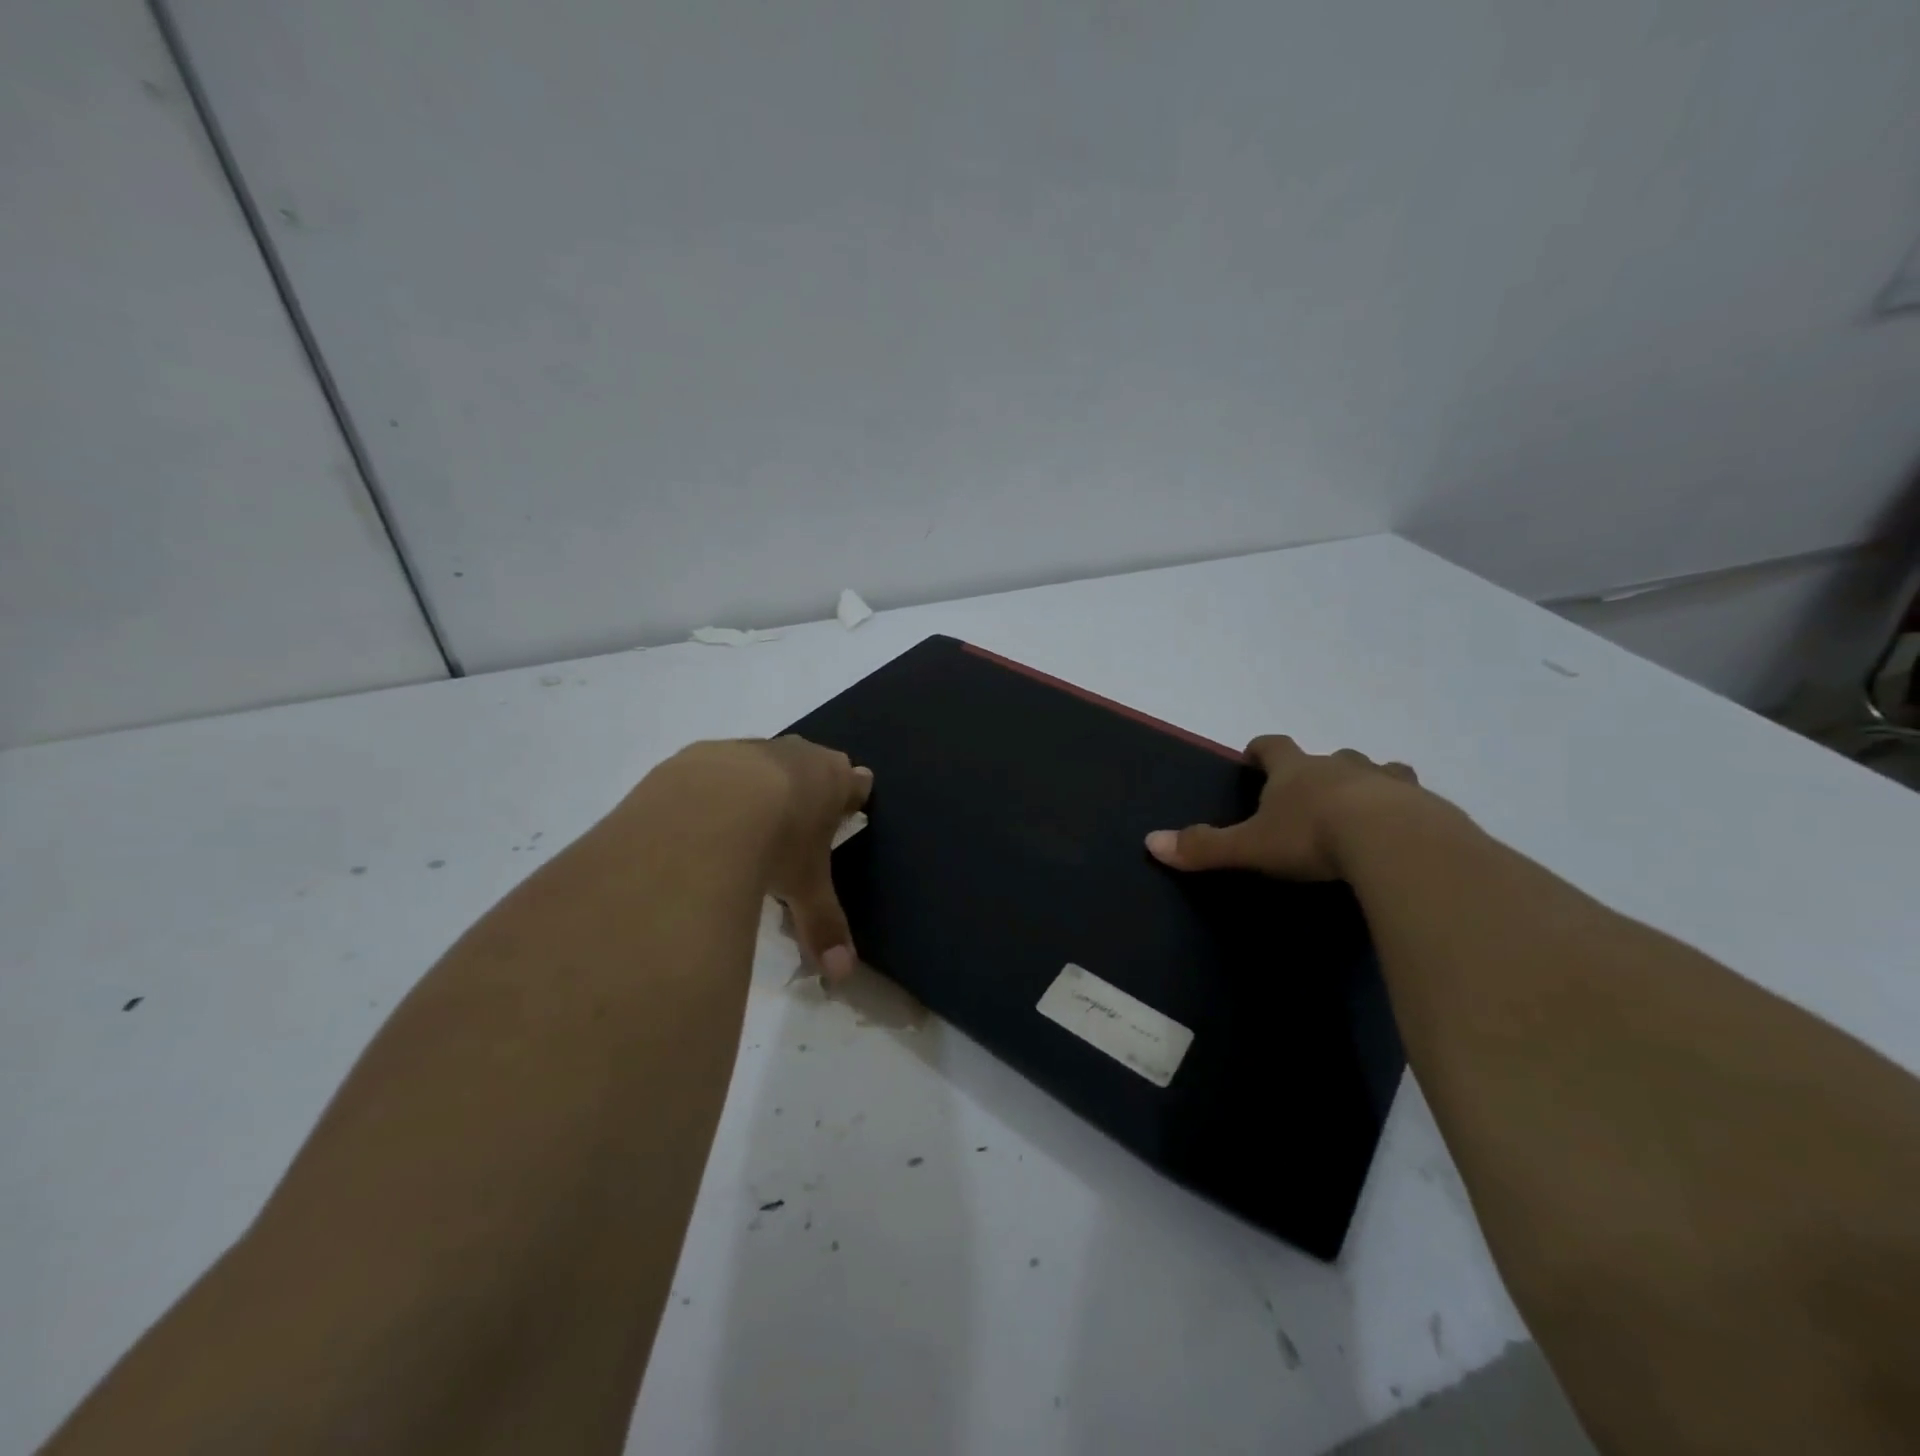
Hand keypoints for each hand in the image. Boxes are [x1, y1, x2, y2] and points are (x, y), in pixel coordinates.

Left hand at [672, 736, 871, 979]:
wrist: (703, 811)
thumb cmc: (776, 844)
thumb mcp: (805, 889)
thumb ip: (825, 927)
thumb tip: (843, 975)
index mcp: (832, 777)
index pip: (857, 782)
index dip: (852, 799)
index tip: (846, 815)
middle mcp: (793, 753)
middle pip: (811, 764)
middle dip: (808, 787)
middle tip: (797, 822)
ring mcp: (744, 749)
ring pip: (761, 762)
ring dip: (758, 786)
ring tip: (744, 827)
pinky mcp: (698, 756)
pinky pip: (714, 771)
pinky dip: (713, 792)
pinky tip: (699, 826)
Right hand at [1145, 735, 1419, 880]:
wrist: (1394, 842)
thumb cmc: (1311, 837)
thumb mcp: (1250, 847)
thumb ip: (1204, 846)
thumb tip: (1150, 842)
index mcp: (1296, 771)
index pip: (1273, 746)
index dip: (1261, 749)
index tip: (1254, 755)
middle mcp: (1340, 766)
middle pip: (1329, 757)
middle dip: (1319, 770)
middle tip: (1312, 794)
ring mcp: (1387, 782)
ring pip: (1377, 771)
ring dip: (1368, 783)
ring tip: (1365, 807)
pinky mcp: (1425, 805)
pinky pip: (1413, 801)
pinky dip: (1406, 811)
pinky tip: (1405, 835)